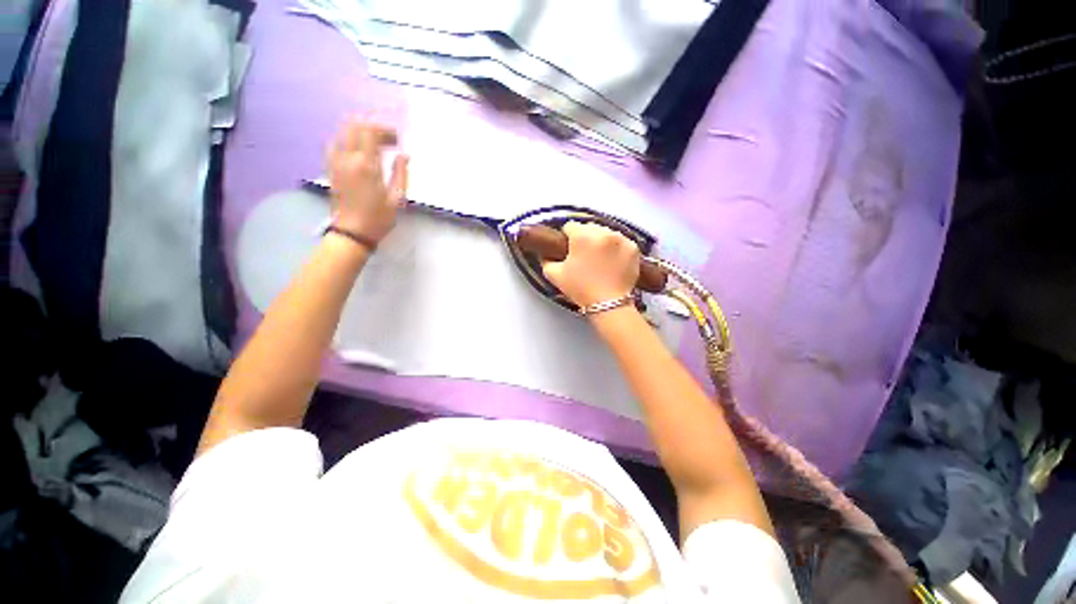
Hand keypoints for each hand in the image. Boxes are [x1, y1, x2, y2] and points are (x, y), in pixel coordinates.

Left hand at [327, 118, 409, 244]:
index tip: (397, 140)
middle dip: (372, 126)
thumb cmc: (378, 218)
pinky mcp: (330, 168)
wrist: (352, 232)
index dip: (385, 129)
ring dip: (359, 130)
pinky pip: (335, 143)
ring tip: (374, 142)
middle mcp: (348, 158)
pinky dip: (347, 139)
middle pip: (355, 126)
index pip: (370, 131)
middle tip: (387, 139)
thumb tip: (404, 155)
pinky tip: (357, 149)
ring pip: (342, 131)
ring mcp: (336, 162)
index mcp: (366, 165)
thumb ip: (400, 173)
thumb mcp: (397, 199)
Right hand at [542, 222, 639, 309]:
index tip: (569, 249)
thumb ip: (546, 260)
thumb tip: (545, 253)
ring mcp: (620, 239)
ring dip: (601, 242)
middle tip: (584, 257)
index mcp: (582, 235)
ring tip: (600, 260)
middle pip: (589, 227)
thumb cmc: (581, 289)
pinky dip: (616, 248)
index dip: (567, 238)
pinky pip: (621, 241)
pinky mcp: (633, 247)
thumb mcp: (555, 276)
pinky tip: (612, 262)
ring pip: (606, 233)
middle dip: (585, 238)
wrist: (609, 304)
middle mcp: (603, 232)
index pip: (570, 226)